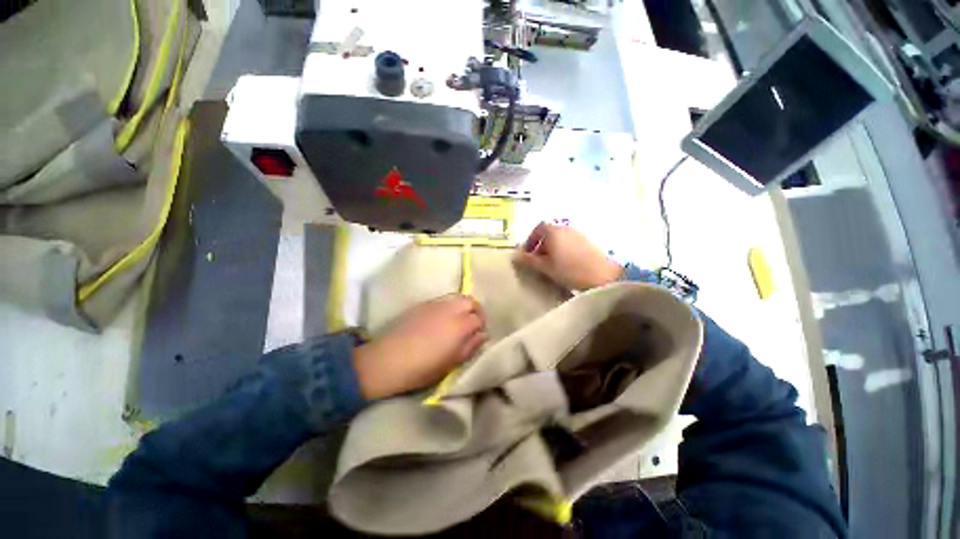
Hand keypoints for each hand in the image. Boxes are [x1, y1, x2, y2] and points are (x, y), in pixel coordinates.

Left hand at [353, 295, 486, 399]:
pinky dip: (449, 305)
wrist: (388, 360)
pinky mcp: (422, 304)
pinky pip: (443, 299)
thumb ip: (470, 347)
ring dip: (463, 305)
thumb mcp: (451, 363)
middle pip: (470, 301)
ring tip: (459, 319)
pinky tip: (442, 318)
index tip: (479, 335)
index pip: (479, 318)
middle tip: (472, 323)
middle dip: (476, 310)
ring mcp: (435, 304)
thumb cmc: (422, 368)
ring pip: (457, 296)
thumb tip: (483, 335)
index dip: (482, 326)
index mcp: (459, 325)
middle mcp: (450, 309)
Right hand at [516, 222, 622, 289]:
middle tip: (538, 261)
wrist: (602, 276)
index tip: (528, 253)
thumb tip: (515, 256)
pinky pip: (570, 242)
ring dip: (552, 248)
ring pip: (560, 238)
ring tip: (551, 264)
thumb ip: (529, 260)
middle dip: (541, 245)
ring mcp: (579, 234)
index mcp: (554, 231)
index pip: (538, 228)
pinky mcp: (588, 242)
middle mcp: (566, 228)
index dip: (531, 239)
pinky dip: (564, 249)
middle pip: (550, 233)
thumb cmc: (569, 270)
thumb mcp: (545, 267)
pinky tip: (566, 264)